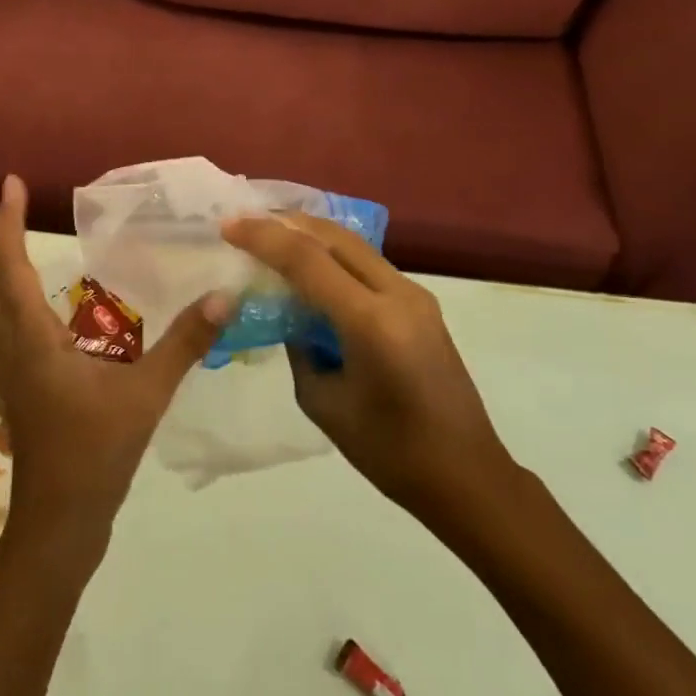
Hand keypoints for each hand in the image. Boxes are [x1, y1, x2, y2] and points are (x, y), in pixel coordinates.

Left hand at [0, 176, 229, 553]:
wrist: (60, 522)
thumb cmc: (98, 453)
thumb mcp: (148, 394)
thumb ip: (185, 343)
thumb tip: (223, 295)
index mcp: (35, 341)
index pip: (11, 271)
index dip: (10, 226)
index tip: (10, 187)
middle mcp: (9, 350)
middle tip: (3, 205)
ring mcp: (3, 373)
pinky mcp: (8, 391)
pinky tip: (3, 310)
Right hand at [220, 214, 515, 526]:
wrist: (467, 475)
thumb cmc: (390, 453)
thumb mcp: (324, 402)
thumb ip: (300, 347)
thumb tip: (289, 314)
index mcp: (371, 322)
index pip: (308, 261)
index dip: (264, 238)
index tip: (229, 226)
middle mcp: (398, 294)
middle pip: (335, 238)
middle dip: (287, 224)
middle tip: (247, 220)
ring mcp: (415, 295)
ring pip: (354, 245)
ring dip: (312, 235)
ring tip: (272, 233)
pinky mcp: (421, 304)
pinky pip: (368, 265)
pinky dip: (334, 256)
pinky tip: (311, 264)